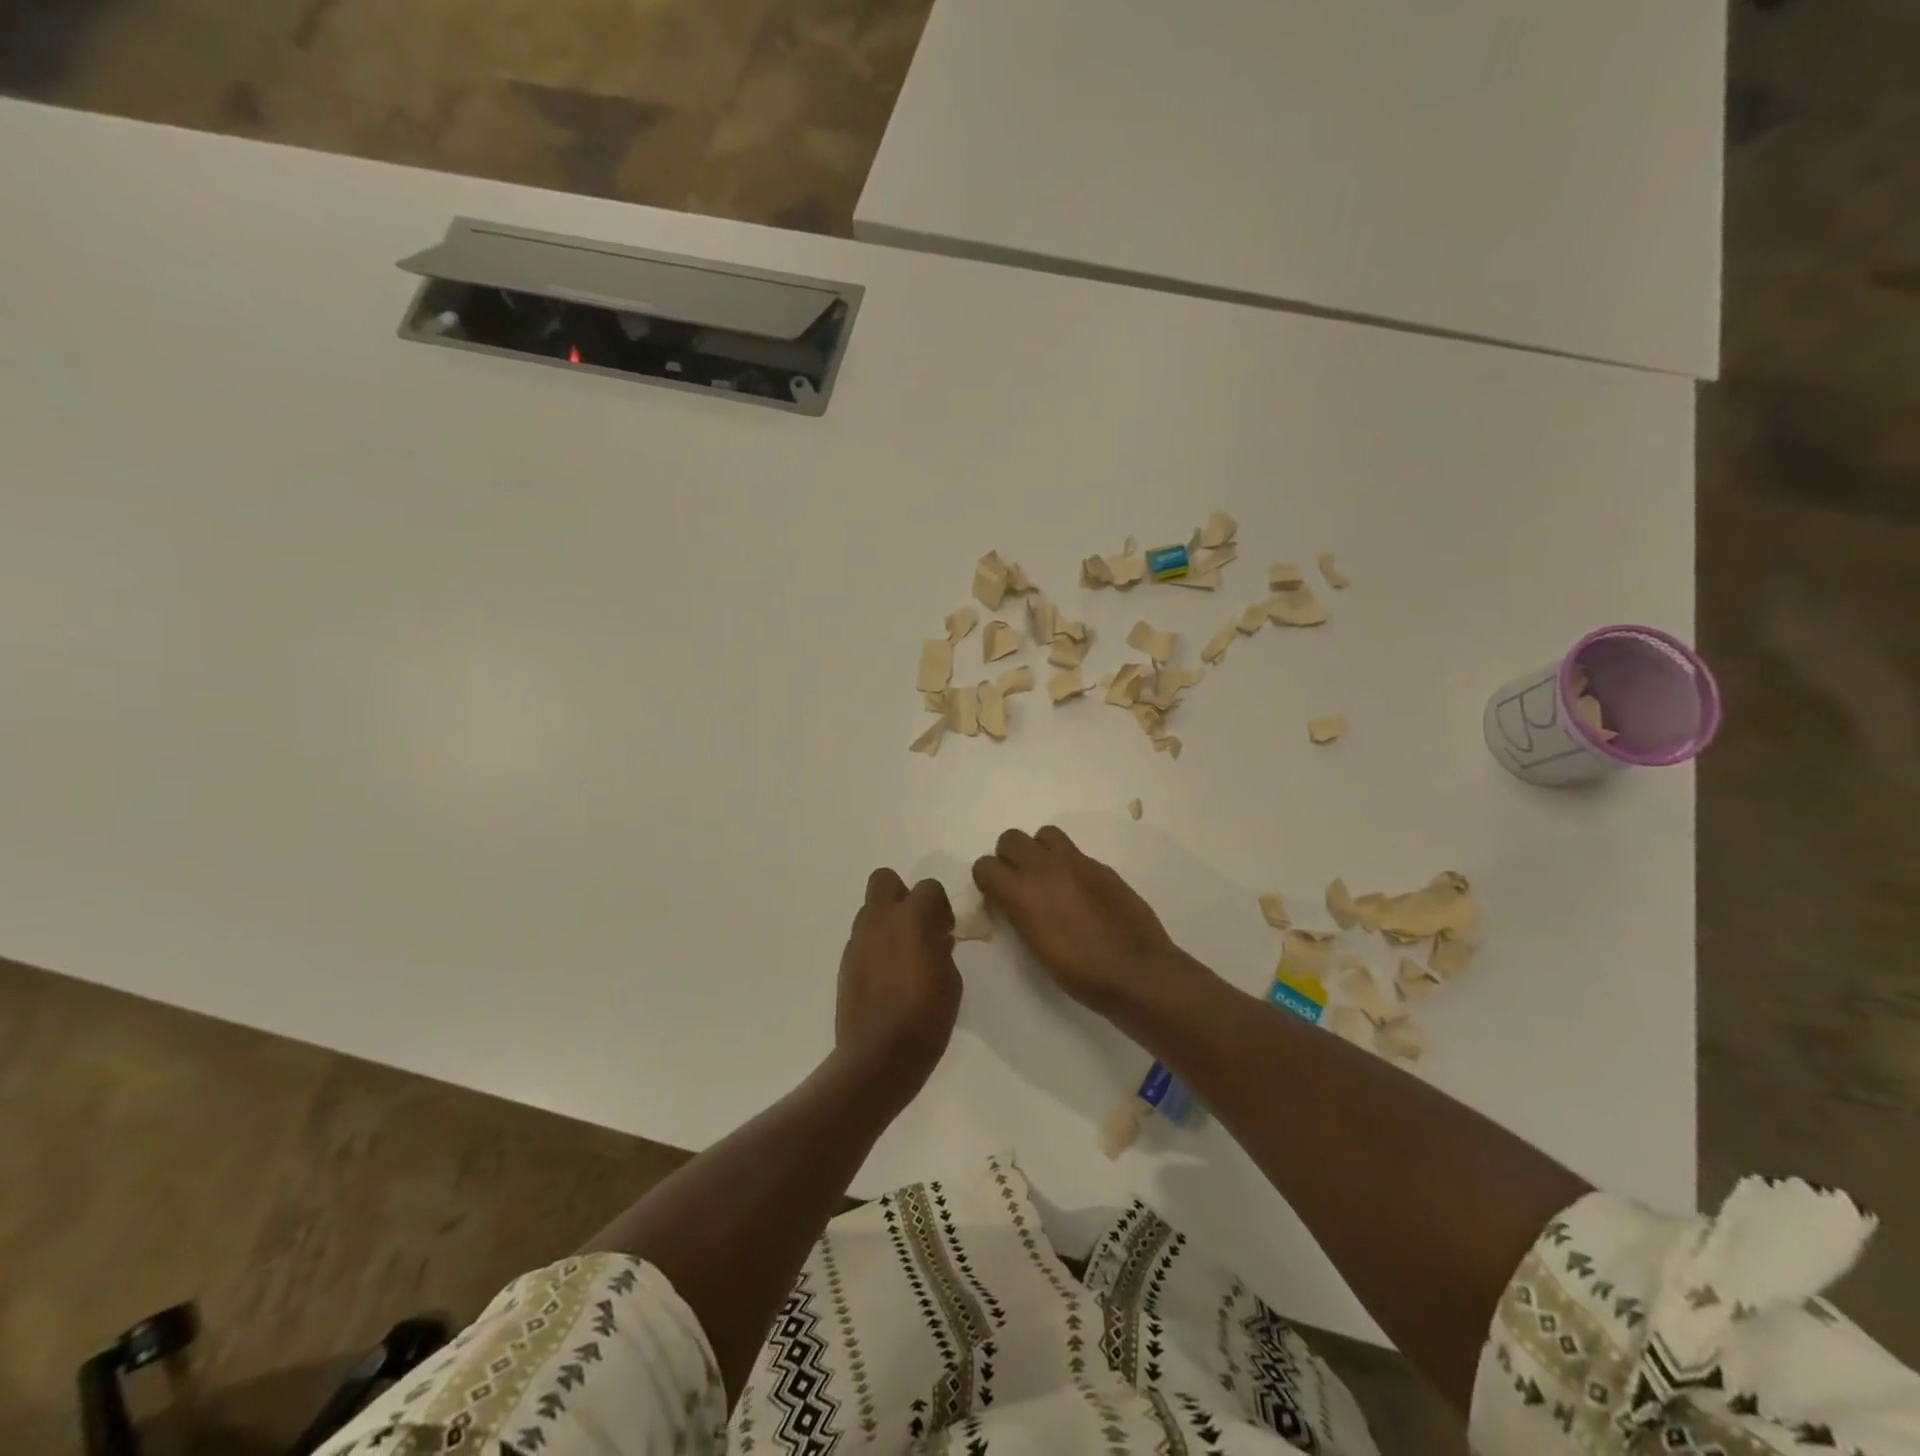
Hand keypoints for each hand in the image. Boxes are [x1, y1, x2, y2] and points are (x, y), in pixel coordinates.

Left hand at [835, 869, 962, 1103]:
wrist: (878, 1056)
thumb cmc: (926, 1017)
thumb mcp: (951, 980)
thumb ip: (942, 949)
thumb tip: (935, 938)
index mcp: (911, 919)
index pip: (928, 887)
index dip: (940, 906)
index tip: (946, 931)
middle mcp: (879, 921)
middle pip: (885, 880)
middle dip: (903, 895)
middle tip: (918, 926)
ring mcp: (857, 942)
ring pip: (870, 910)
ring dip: (887, 922)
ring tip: (903, 956)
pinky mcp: (845, 964)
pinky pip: (862, 940)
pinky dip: (875, 947)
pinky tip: (887, 977)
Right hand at [972, 826, 1180, 1015]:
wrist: (1135, 970)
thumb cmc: (1080, 972)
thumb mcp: (1035, 947)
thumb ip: (1019, 914)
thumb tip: (1013, 902)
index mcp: (1022, 893)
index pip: (985, 866)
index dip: (987, 880)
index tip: (996, 895)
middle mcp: (1045, 868)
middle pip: (1010, 838)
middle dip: (1009, 856)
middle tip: (1020, 881)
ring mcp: (1076, 862)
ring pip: (1044, 834)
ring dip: (1040, 850)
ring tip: (1049, 877)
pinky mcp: (1101, 866)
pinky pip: (1075, 852)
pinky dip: (1069, 864)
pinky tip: (1080, 891)